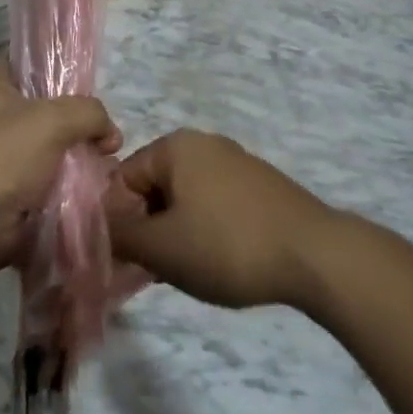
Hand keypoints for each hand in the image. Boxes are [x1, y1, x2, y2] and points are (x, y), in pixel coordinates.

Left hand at [0, 64, 121, 275]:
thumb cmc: (6, 155)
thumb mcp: (54, 119)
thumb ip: (89, 112)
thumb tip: (110, 134)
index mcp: (0, 86)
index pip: (34, 62)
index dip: (63, 66)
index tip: (93, 82)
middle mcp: (3, 116)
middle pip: (53, 106)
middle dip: (83, 119)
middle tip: (108, 135)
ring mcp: (12, 153)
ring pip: (58, 143)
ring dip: (83, 153)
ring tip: (108, 161)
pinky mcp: (21, 187)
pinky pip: (57, 176)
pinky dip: (76, 180)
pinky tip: (98, 183)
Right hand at [106, 130, 341, 309]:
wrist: (314, 254)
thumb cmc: (227, 245)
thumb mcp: (162, 248)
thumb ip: (120, 237)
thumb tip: (98, 230)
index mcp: (174, 146)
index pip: (122, 179)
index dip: (117, 222)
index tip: (127, 260)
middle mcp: (203, 143)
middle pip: (153, 187)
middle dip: (148, 228)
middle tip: (157, 269)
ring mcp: (235, 161)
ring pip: (185, 198)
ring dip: (176, 232)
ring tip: (190, 270)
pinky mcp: (259, 184)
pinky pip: (214, 203)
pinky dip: (207, 229)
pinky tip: (221, 260)